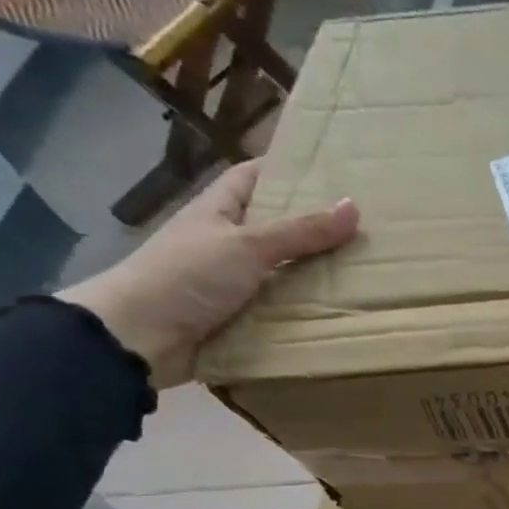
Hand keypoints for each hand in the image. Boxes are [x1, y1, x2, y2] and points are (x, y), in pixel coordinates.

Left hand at [58, 161, 357, 387]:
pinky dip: (308, 309)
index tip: (332, 172)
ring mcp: (235, 281)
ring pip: (286, 270)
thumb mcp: (248, 246)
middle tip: (367, 226)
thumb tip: (354, 206)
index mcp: (220, 210)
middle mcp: (228, 241)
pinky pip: (284, 307)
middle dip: (316, 226)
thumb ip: (301, 231)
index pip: (254, 176)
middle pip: (278, 226)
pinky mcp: (243, 317)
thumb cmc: (187, 276)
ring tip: (368, 269)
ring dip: (318, 273)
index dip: (287, 170)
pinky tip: (343, 309)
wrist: (139, 338)